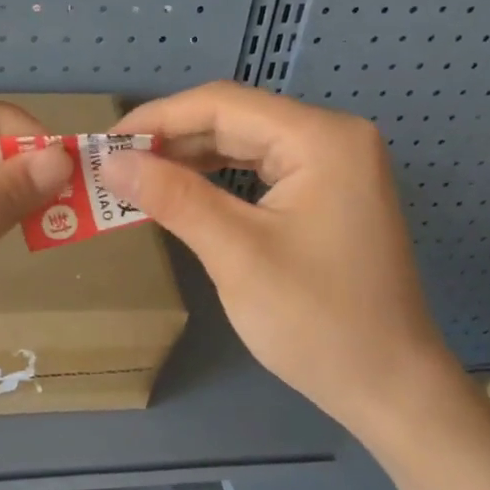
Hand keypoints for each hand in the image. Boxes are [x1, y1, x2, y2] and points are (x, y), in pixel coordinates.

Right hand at [104, 83, 458, 434]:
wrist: (388, 386)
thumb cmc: (316, 320)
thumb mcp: (237, 255)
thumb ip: (174, 198)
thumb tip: (110, 162)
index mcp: (321, 138)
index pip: (223, 104)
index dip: (156, 119)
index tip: (102, 144)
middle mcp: (333, 139)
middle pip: (236, 121)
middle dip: (171, 141)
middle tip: (111, 167)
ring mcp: (336, 169)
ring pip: (247, 147)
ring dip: (190, 161)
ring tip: (135, 179)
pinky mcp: (329, 199)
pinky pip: (262, 175)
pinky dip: (218, 183)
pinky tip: (182, 194)